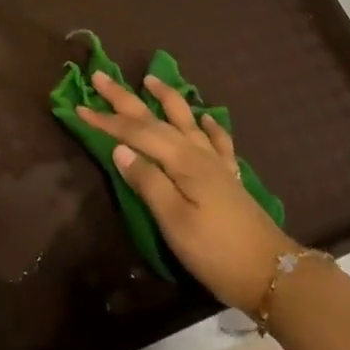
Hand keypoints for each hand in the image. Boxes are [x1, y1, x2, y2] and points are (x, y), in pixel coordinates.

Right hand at [77, 69, 293, 312]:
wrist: (270, 273)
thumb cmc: (215, 250)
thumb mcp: (174, 221)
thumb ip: (147, 181)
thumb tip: (120, 149)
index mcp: (181, 161)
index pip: (136, 133)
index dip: (107, 121)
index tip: (80, 106)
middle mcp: (198, 153)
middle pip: (156, 119)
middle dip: (126, 99)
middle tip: (101, 76)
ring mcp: (216, 163)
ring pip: (186, 120)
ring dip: (167, 98)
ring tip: (151, 79)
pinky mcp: (229, 177)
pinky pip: (218, 141)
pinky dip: (210, 126)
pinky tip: (205, 118)